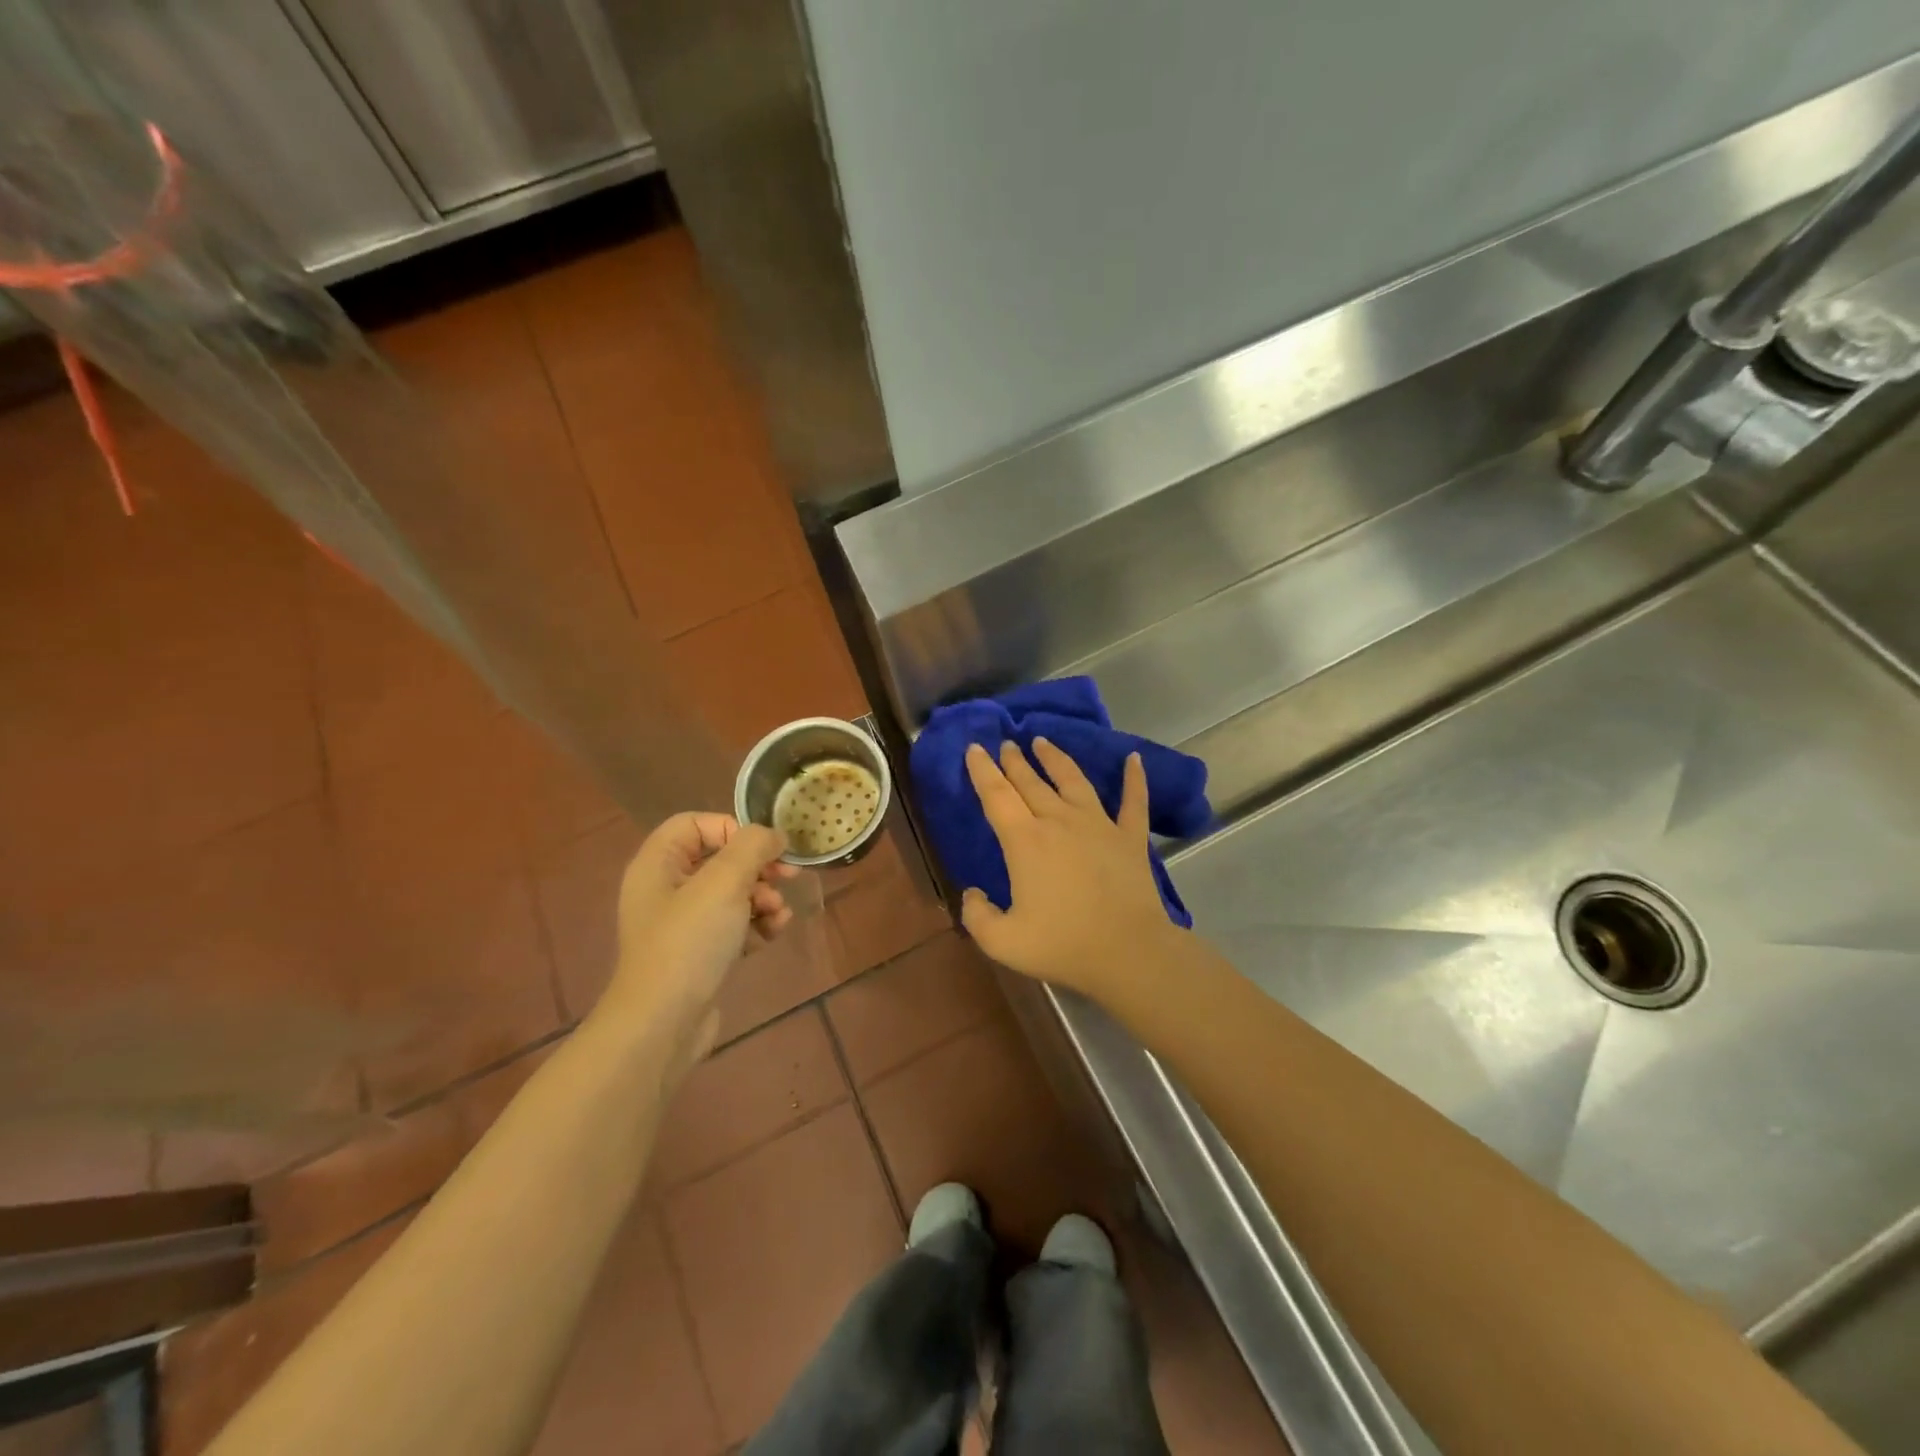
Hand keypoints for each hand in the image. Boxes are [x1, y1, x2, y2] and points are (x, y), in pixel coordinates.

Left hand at [595, 813, 794, 1083]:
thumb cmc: (689, 942)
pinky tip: (774, 933)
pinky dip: (756, 924)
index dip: (732, 828)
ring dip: (763, 896)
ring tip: (778, 913)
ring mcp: (682, 924)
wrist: (663, 1023)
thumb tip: (773, 835)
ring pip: (733, 892)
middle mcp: (666, 889)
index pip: (695, 823)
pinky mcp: (699, 953)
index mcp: (658, 864)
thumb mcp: (724, 882)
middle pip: (720, 858)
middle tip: (788, 876)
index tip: (764, 848)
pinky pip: (734, 924)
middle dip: (758, 867)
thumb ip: (752, 847)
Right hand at [960, 739, 1180, 1000]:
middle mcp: (1059, 821)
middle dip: (1015, 760)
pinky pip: (1133, 800)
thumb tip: (973, 893)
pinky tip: (1134, 759)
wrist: (1128, 952)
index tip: (974, 748)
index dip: (982, 770)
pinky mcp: (1130, 837)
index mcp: (1025, 841)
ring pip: (1073, 780)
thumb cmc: (1062, 945)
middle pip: (1032, 783)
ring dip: (1056, 759)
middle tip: (1006, 743)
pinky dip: (1135, 778)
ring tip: (1043, 741)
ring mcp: (1099, 825)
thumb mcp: (1002, 941)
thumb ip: (977, 915)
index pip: (997, 796)